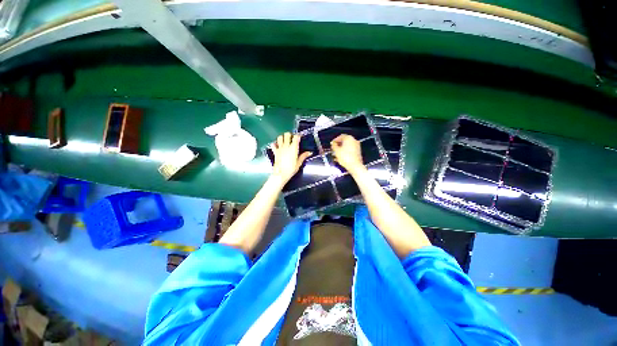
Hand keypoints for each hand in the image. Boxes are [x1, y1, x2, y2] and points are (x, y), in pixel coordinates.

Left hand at [271, 132, 311, 182]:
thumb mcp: (299, 163)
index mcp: (293, 148)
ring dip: (283, 138)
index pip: (296, 137)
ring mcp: (279, 148)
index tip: (300, 137)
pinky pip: (273, 144)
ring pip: (280, 137)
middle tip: (292, 139)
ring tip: (285, 141)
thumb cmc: (291, 169)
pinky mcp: (275, 152)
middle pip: (287, 134)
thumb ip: (303, 156)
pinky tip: (277, 146)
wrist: (280, 174)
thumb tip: (310, 152)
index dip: (298, 136)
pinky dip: (275, 143)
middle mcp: (286, 146)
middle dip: (290, 135)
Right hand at [331, 134, 363, 174]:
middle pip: (344, 141)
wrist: (355, 166)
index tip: (332, 144)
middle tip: (333, 149)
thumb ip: (334, 145)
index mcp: (348, 138)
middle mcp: (354, 140)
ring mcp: (357, 146)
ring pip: (347, 146)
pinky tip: (341, 156)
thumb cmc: (345, 157)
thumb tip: (333, 143)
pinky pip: (350, 149)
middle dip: (338, 145)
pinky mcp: (358, 151)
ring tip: (336, 154)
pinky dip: (345, 151)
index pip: (340, 136)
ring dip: (341, 148)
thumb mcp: (336, 151)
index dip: (335, 140)